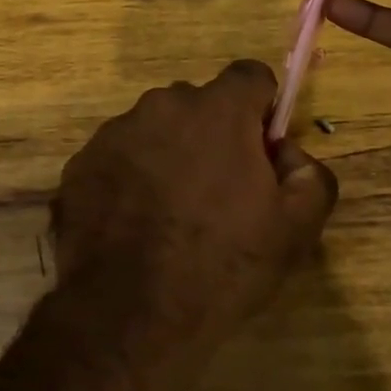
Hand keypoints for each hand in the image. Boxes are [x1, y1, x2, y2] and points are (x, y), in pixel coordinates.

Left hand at [51, 60, 337, 366]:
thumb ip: (310, 176)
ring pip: (155, 130)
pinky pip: (118, 158)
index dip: (262, 110)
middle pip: (199, 105)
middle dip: (213, 136)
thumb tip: (288, 155)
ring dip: (168, 155)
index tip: (261, 150)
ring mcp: (114, 133)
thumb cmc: (220, 267)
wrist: (126, 313)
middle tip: (218, 193)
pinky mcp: (80, 164)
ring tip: (170, 215)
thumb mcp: (294, 231)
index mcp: (217, 111)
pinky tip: (134, 225)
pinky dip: (130, 178)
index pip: (250, 77)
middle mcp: (161, 106)